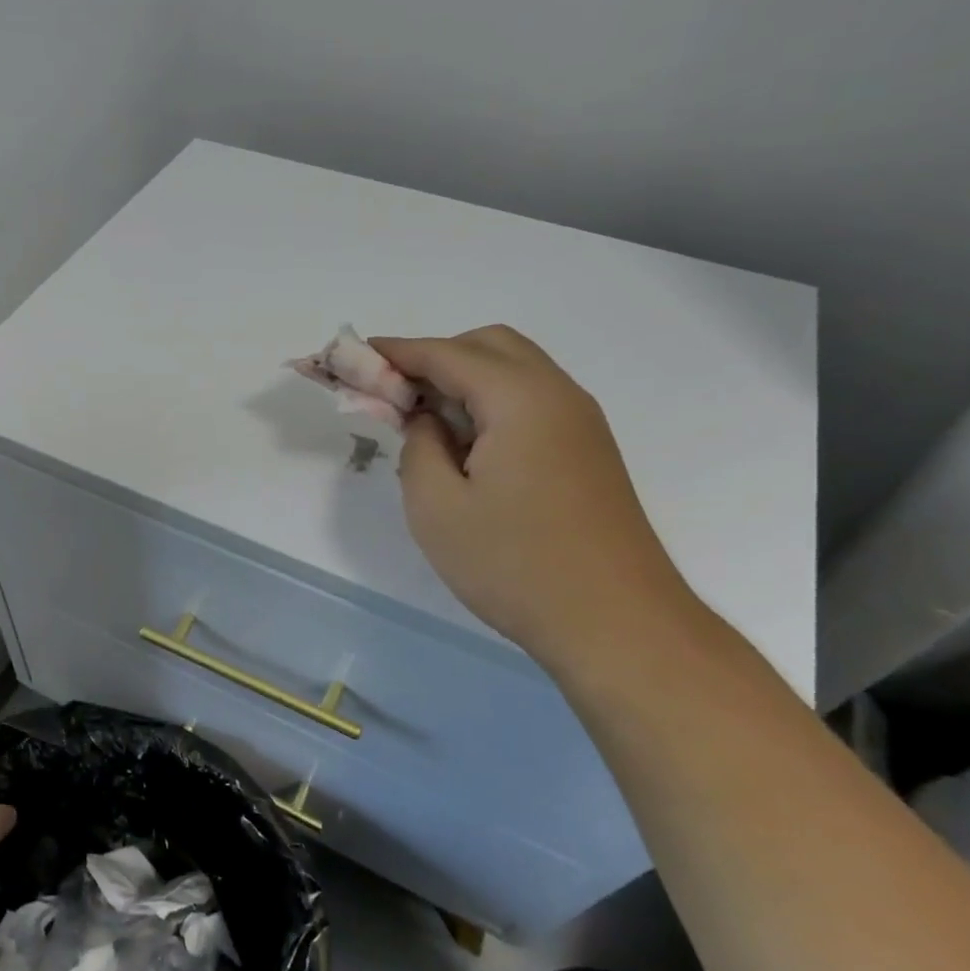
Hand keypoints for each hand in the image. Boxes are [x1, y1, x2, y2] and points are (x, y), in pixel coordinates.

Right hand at [372, 327, 704, 678]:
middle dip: (434, 358)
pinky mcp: (588, 451)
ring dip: (464, 381)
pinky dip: (491, 404)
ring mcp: (580, 423)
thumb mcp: (436, 508)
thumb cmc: (515, 565)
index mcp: (520, 399)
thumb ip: (418, 447)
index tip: (353, 357)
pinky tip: (467, 447)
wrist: (616, 624)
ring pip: (515, 371)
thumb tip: (426, 422)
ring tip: (425, 424)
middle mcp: (558, 394)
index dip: (395, 352)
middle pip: (489, 346)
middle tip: (394, 396)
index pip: (446, 354)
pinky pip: (531, 402)